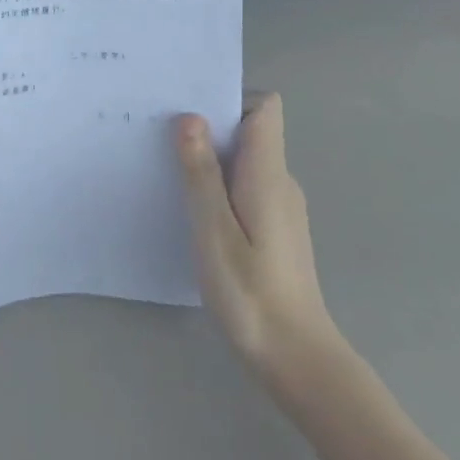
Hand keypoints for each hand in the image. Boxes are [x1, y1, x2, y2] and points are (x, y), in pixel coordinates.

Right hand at [173, 94, 339, 379]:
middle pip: (250, 130)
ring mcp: (281, 206)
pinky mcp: (275, 229)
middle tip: (161, 138)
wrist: (297, 360)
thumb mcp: (214, 231)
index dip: (230, 99)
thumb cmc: (251, 294)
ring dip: (210, 160)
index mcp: (268, 174)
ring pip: (244, 161)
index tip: (190, 111)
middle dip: (208, 127)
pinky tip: (194, 212)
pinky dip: (219, 187)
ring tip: (168, 172)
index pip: (265, 108)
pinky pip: (245, 187)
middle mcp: (280, 181)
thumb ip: (201, 173)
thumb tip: (191, 118)